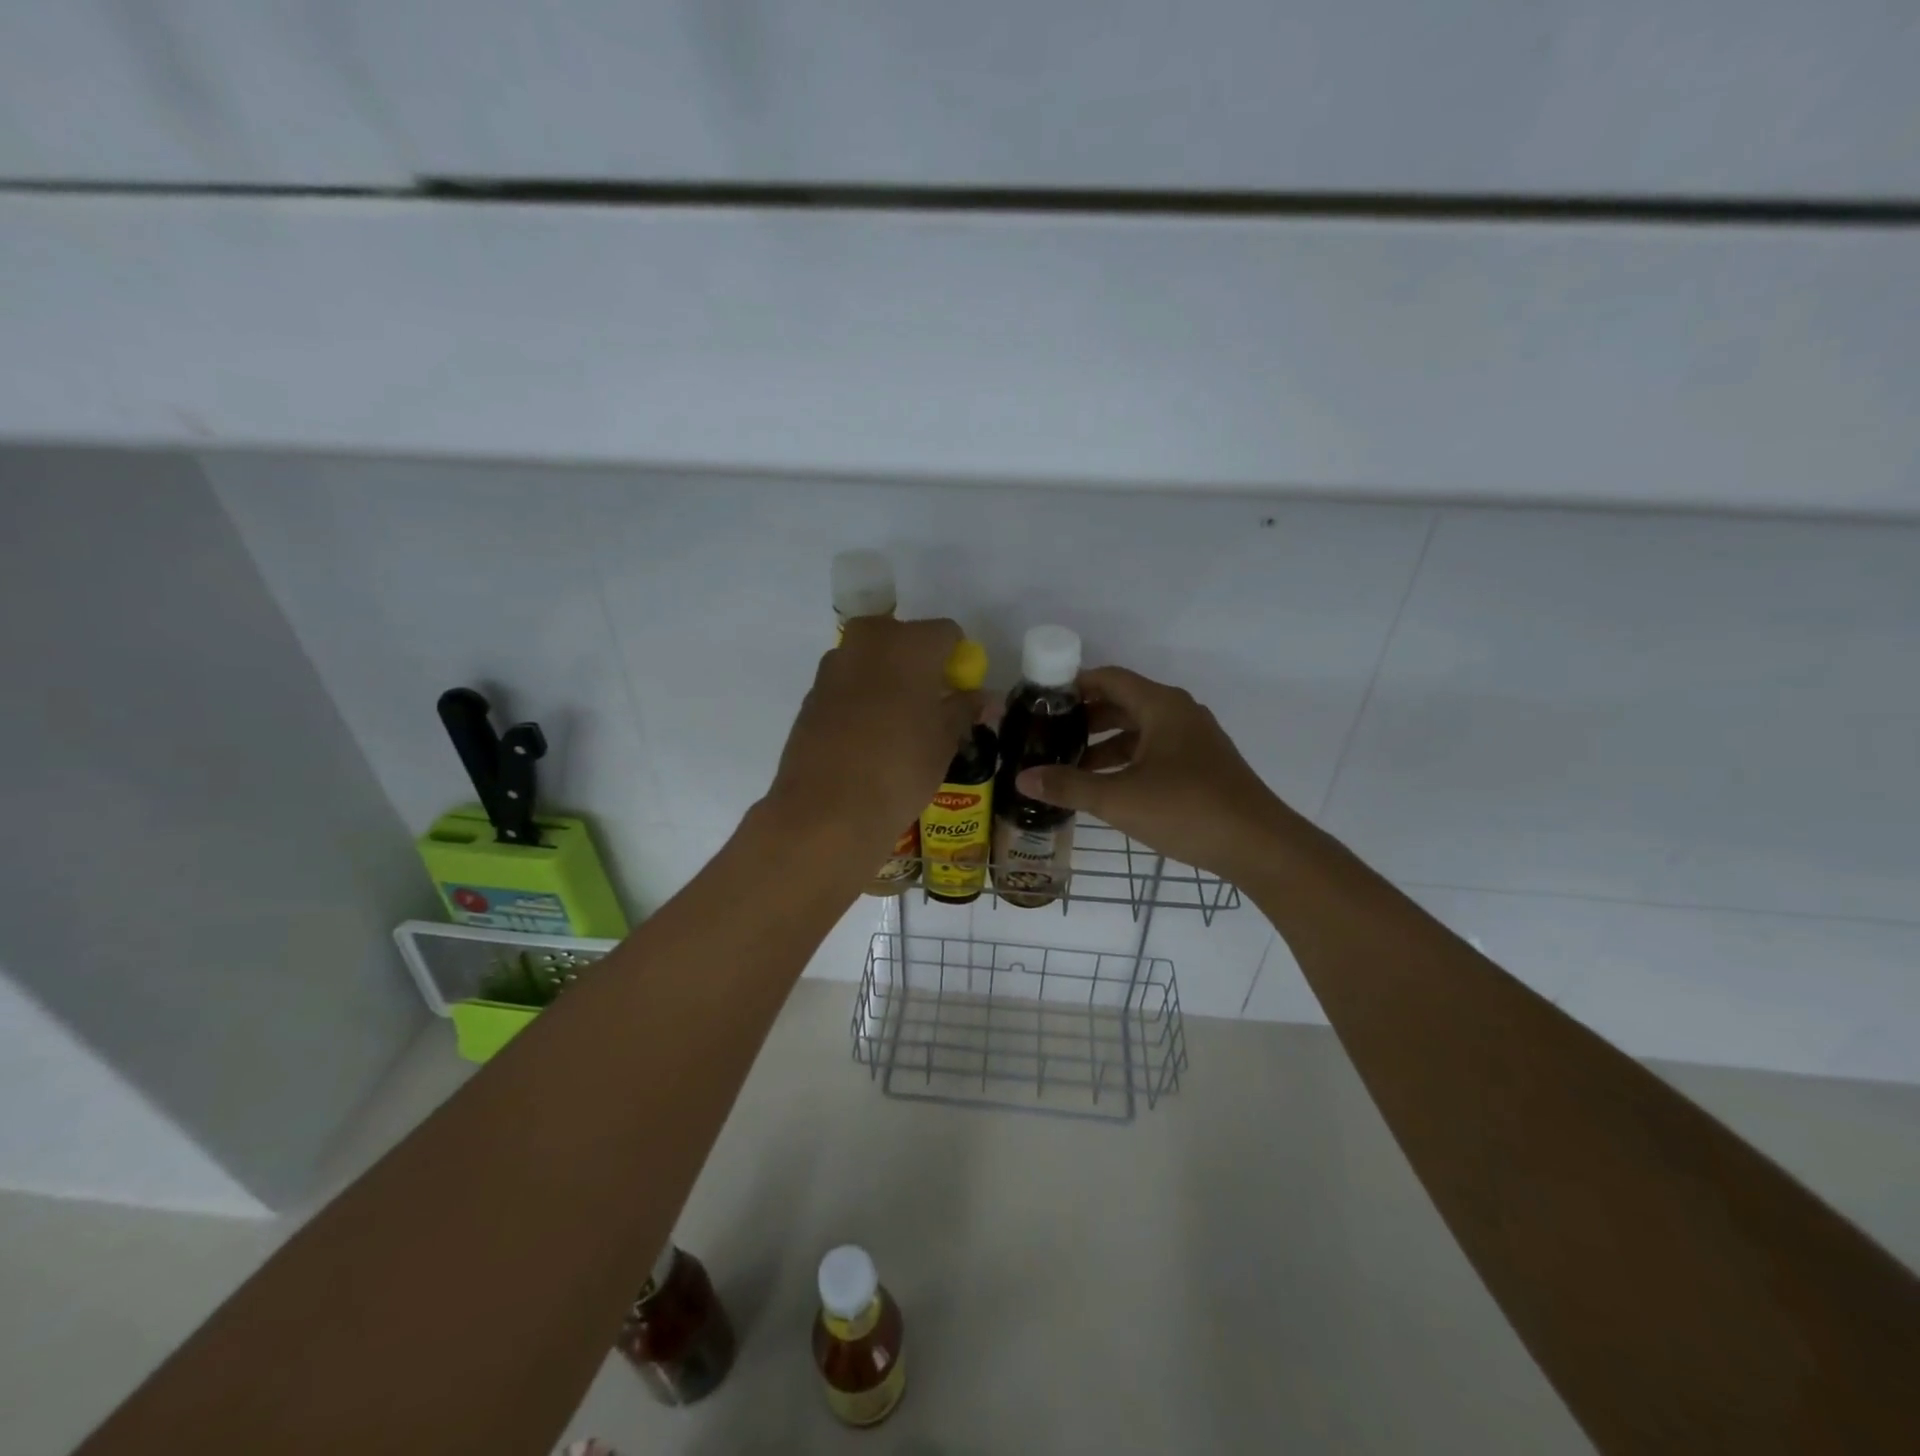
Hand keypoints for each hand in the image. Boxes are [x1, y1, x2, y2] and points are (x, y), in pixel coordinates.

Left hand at [765, 616, 979, 868]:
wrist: (827, 811)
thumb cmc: (900, 769)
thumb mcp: (945, 741)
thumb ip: (964, 709)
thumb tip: (982, 698)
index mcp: (910, 644)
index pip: (947, 633)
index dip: (957, 660)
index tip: (959, 692)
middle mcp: (868, 642)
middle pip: (902, 636)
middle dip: (918, 661)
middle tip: (929, 703)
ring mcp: (833, 666)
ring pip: (870, 658)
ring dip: (886, 678)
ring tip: (897, 724)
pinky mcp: (811, 694)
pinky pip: (846, 684)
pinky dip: (860, 698)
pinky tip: (865, 738)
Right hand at [1014, 666, 1289, 880]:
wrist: (1259, 845)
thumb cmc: (1187, 810)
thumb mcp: (1119, 799)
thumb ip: (1069, 786)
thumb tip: (1022, 779)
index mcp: (1161, 706)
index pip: (1108, 678)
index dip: (1073, 685)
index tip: (1040, 702)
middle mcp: (1179, 713)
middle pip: (1122, 702)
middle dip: (1085, 719)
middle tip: (1048, 736)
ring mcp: (1194, 740)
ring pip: (1139, 730)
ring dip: (1105, 744)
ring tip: (1070, 766)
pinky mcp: (1202, 766)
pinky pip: (1154, 751)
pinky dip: (1127, 761)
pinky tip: (1107, 787)